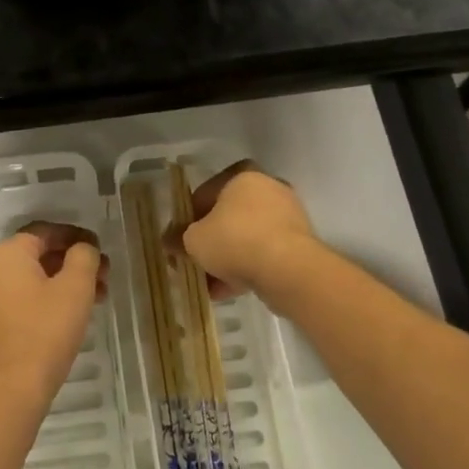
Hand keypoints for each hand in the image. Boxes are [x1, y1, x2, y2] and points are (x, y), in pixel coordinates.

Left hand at [0, 222, 107, 403]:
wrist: (9, 390)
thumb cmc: (45, 330)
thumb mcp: (76, 286)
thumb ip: (83, 256)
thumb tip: (82, 249)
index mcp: (5, 254)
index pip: (45, 232)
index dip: (76, 237)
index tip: (99, 250)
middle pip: (35, 258)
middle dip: (71, 265)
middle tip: (101, 279)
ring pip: (26, 284)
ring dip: (59, 287)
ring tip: (90, 304)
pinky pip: (15, 306)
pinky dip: (40, 306)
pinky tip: (63, 322)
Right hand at [170, 161, 315, 299]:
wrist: (289, 270)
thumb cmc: (235, 241)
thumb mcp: (194, 240)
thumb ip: (179, 239)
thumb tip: (168, 241)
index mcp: (242, 177)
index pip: (205, 193)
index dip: (187, 219)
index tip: (179, 241)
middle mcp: (267, 189)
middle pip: (228, 217)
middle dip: (209, 242)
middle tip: (194, 262)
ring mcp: (287, 216)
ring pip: (246, 238)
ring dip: (227, 259)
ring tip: (209, 285)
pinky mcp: (299, 243)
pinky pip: (264, 253)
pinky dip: (247, 268)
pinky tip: (228, 291)